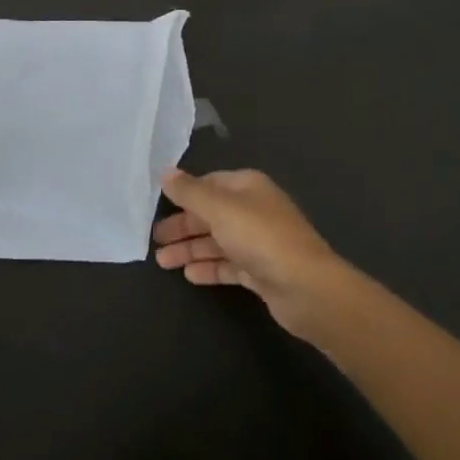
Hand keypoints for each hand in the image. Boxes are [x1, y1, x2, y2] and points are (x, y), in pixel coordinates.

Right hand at [151, 168, 356, 338]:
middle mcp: (253, 210)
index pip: (209, 183)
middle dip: (183, 226)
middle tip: (154, 240)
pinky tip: (189, 275)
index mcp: (247, 187)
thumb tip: (165, 172)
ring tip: (162, 262)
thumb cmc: (260, 237)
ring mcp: (258, 242)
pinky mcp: (261, 271)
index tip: (158, 206)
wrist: (305, 287)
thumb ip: (190, 192)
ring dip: (190, 249)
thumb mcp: (219, 208)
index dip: (184, 193)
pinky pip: (228, 265)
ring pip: (217, 241)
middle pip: (211, 214)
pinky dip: (209, 267)